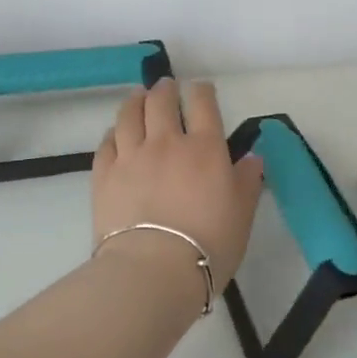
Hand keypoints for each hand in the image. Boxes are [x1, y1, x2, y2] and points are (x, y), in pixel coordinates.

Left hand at [93, 78, 265, 292]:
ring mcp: (131, 156)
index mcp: (205, 149)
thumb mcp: (242, 215)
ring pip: (129, 114)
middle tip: (166, 87)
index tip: (201, 89)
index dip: (202, 91)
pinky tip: (115, 133)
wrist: (153, 270)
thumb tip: (252, 156)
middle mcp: (166, 142)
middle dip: (165, 89)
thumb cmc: (209, 245)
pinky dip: (113, 133)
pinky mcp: (104, 174)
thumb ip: (247, 181)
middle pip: (161, 101)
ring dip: (135, 101)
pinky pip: (106, 143)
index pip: (203, 104)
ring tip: (138, 97)